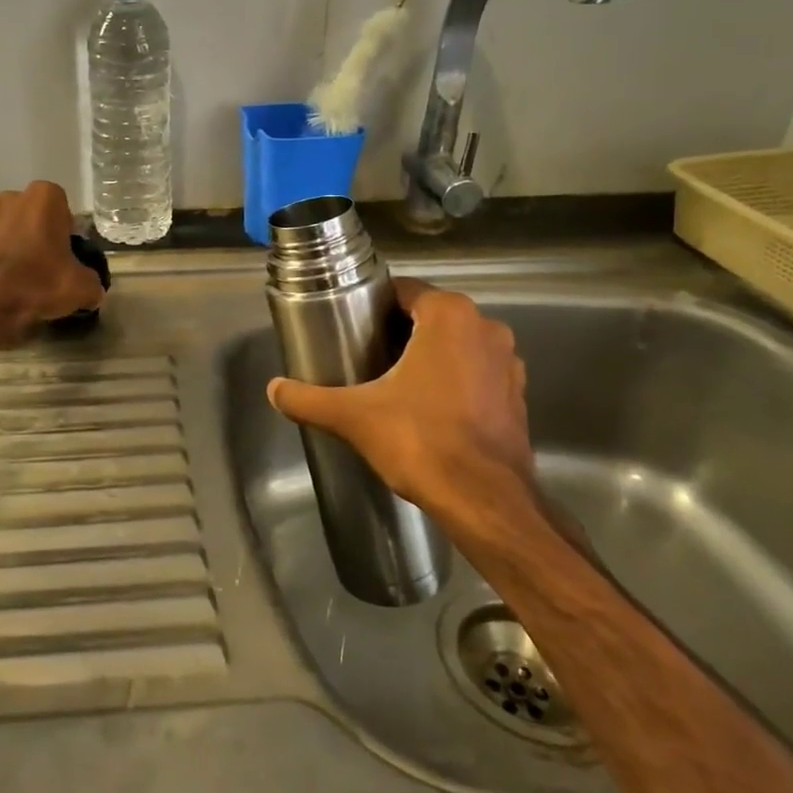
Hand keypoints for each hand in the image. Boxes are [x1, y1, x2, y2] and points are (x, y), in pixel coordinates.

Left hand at [0, 181, 105, 328]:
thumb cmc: (41, 282)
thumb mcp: (83, 286)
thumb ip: (92, 282)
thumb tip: (92, 289)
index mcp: (44, 197)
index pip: (63, 207)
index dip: (67, 230)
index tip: (69, 253)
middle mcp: (13, 200)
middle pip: (34, 214)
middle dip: (40, 232)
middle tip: (51, 261)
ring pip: (11, 229)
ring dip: (19, 245)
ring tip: (29, 276)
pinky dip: (2, 261)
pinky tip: (10, 284)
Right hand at [266, 279, 540, 540]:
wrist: (484, 501)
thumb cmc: (420, 441)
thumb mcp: (354, 416)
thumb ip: (309, 398)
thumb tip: (273, 389)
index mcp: (450, 316)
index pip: (404, 290)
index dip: (374, 305)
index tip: (351, 325)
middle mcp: (486, 328)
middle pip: (430, 316)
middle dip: (399, 330)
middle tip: (364, 354)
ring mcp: (509, 362)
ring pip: (456, 344)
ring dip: (429, 354)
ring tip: (392, 380)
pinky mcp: (518, 395)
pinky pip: (476, 372)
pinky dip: (454, 380)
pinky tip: (427, 406)